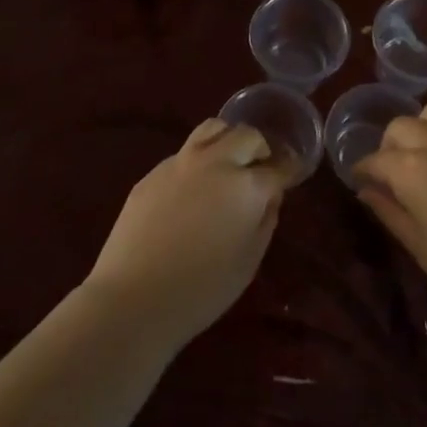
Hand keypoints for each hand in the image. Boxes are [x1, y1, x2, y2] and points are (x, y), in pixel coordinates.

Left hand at [84, 119, 290, 347]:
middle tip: (261, 168)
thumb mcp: (249, 261)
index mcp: (246, 185)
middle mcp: (216, 162)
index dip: (290, 170)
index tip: (293, 173)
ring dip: (228, 140)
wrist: (133, 297)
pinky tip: (192, 189)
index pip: (278, 167)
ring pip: (212, 129)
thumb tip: (268, 197)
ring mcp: (180, 162)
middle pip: (247, 136)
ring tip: (228, 163)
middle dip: (260, 149)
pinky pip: (184, 153)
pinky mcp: (153, 172)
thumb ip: (265, 220)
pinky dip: (198, 160)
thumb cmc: (202, 290)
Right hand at [352, 104, 426, 324]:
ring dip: (423, 129)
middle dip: (391, 144)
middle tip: (394, 170)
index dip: (363, 169)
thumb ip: (388, 210)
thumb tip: (367, 191)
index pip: (376, 159)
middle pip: (402, 125)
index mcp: (411, 169)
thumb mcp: (418, 244)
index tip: (361, 180)